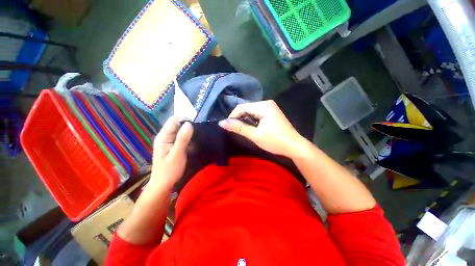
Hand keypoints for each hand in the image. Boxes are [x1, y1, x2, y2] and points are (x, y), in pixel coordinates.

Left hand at [150, 116, 192, 189]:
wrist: (163, 184)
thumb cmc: (169, 171)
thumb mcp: (177, 154)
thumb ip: (182, 139)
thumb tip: (189, 124)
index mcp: (163, 136)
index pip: (174, 120)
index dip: (185, 120)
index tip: (196, 126)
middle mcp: (165, 136)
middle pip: (177, 124)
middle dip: (188, 126)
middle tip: (199, 132)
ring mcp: (169, 141)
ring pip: (180, 131)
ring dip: (189, 132)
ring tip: (198, 137)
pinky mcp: (173, 145)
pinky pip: (181, 137)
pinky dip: (188, 138)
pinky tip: (194, 143)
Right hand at [219, 100, 304, 157]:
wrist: (294, 146)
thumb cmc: (275, 141)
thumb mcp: (255, 135)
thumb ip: (238, 128)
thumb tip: (222, 123)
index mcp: (263, 106)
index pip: (242, 107)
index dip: (233, 117)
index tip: (228, 127)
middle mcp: (266, 103)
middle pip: (247, 108)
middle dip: (240, 119)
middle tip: (237, 131)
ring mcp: (270, 108)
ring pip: (251, 112)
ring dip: (246, 121)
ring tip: (245, 131)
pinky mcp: (272, 113)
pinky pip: (257, 114)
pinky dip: (252, 121)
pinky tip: (253, 129)